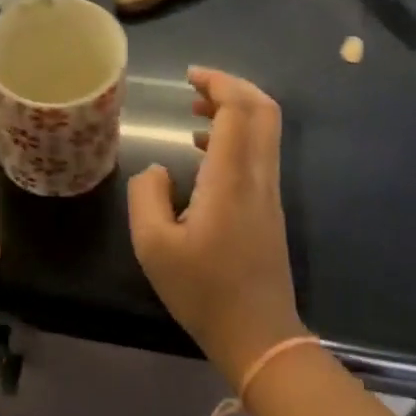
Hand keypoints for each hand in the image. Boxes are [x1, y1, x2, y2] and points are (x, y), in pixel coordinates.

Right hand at [127, 68, 305, 381]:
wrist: (260, 337)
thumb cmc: (204, 291)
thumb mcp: (153, 246)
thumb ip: (146, 195)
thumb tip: (157, 169)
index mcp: (231, 178)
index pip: (238, 110)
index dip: (218, 83)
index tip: (189, 77)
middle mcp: (258, 175)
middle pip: (263, 110)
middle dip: (232, 87)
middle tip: (196, 85)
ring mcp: (269, 191)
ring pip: (265, 130)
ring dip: (235, 110)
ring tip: (195, 112)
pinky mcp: (269, 207)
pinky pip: (259, 151)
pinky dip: (236, 134)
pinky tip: (202, 151)